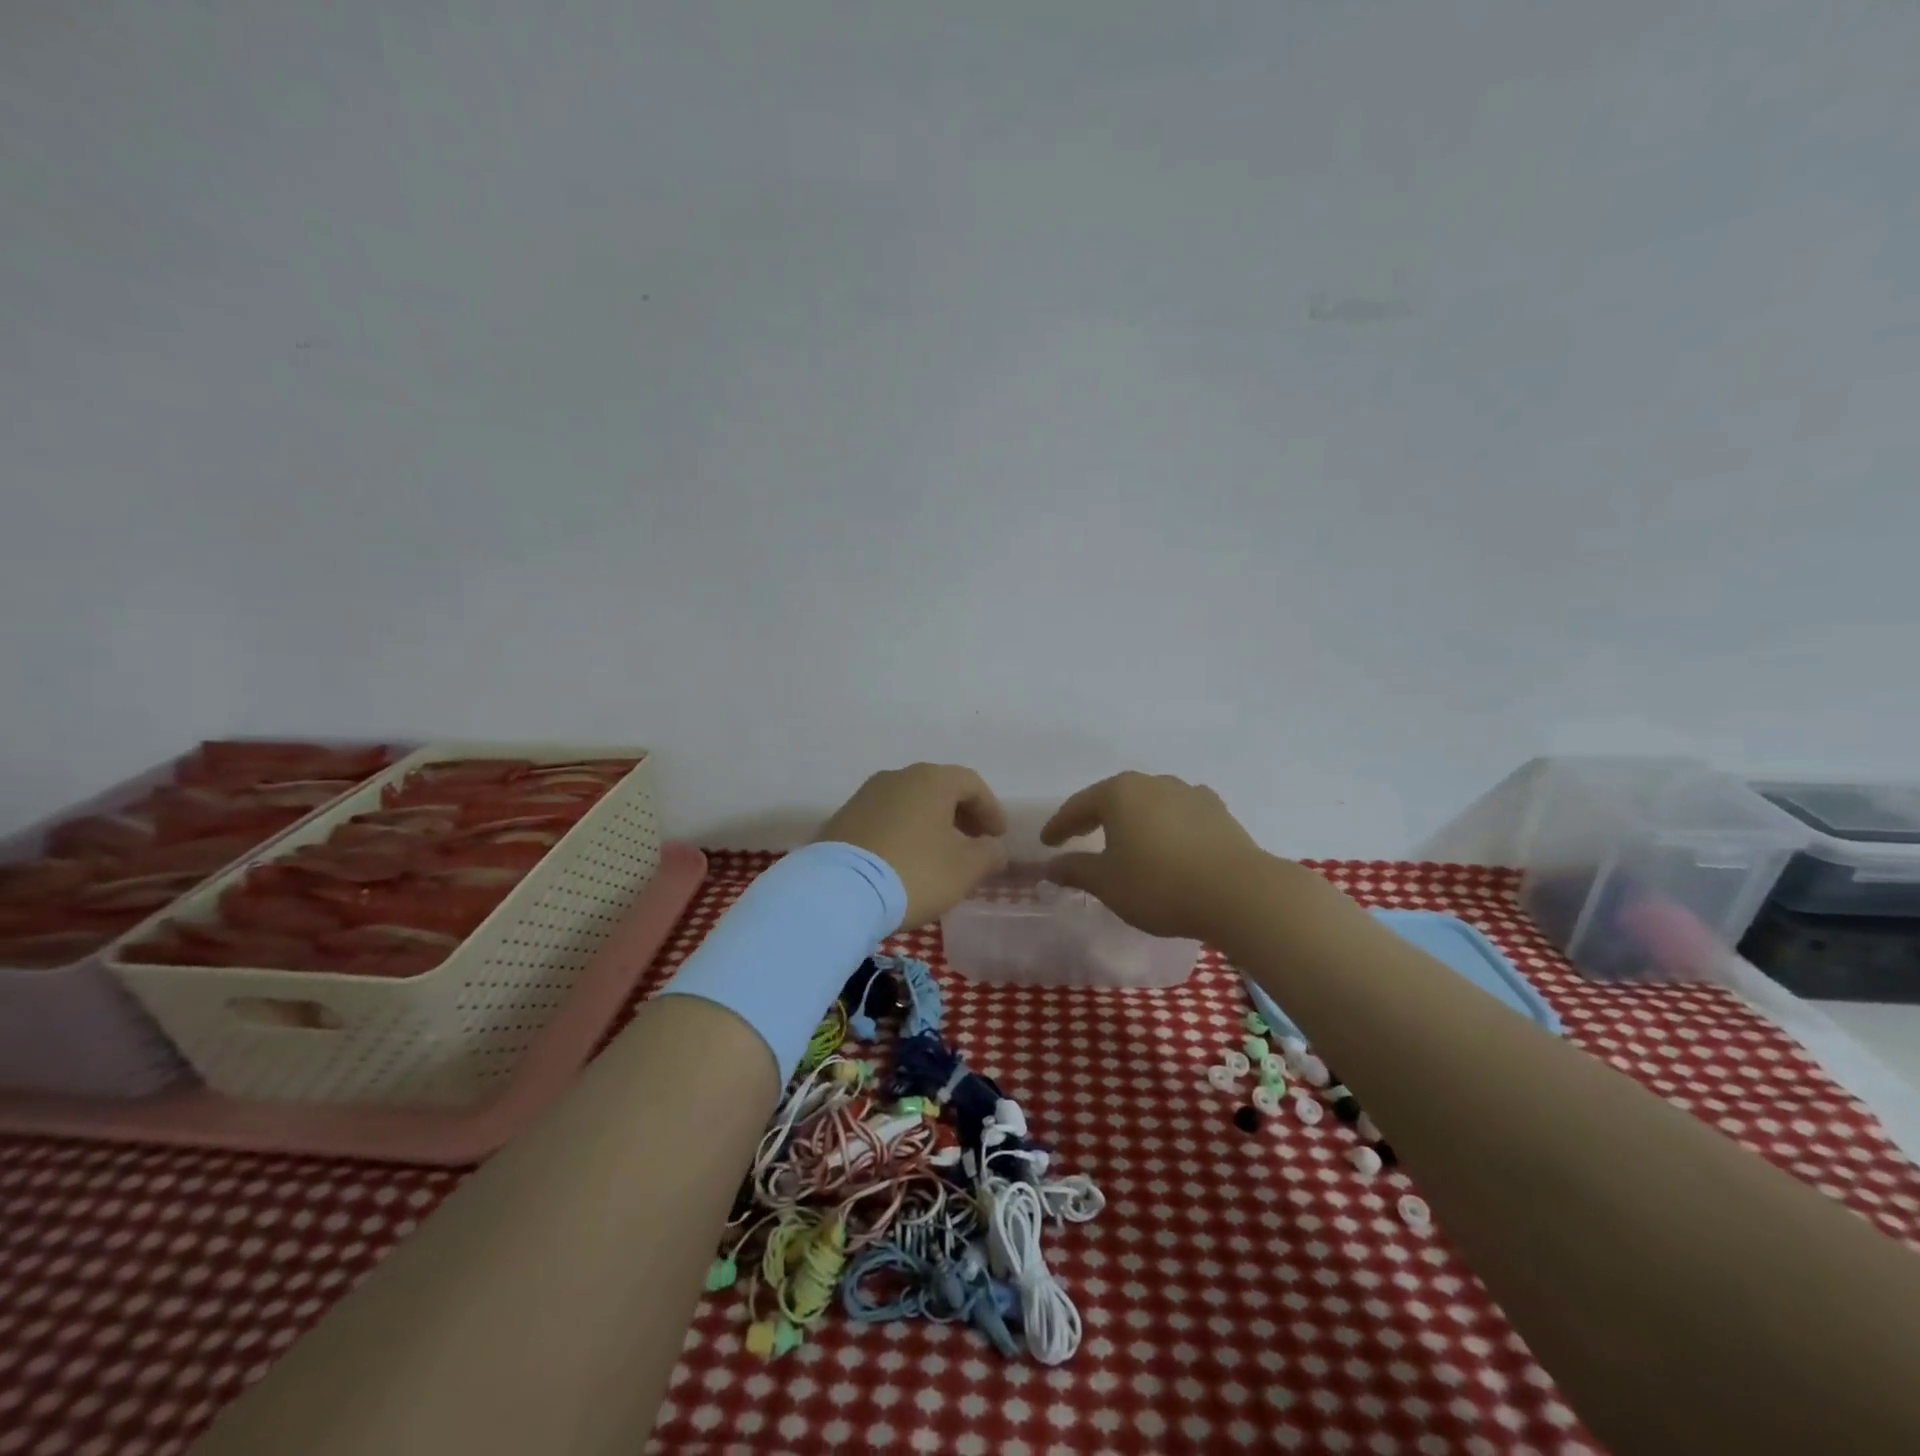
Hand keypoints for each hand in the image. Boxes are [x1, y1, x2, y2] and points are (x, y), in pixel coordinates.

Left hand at [818, 763, 1009, 927]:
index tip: (998, 837)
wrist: (838, 892)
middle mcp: (897, 777)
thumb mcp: (965, 868)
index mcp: (931, 780)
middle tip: (974, 845)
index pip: (972, 784)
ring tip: (940, 856)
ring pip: (910, 804)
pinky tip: (906, 861)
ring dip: (931, 825)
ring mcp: (865, 796)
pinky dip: (904, 834)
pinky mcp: (843, 819)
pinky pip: (885, 820)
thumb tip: (994, 847)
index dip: (991, 810)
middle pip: (939, 790)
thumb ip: (989, 853)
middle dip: (961, 817)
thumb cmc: (914, 872)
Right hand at [1040, 772, 1272, 939]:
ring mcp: (1189, 793)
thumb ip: (1075, 870)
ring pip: (1149, 803)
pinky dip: (1165, 826)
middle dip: (1094, 817)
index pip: (1078, 806)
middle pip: (1113, 798)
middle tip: (1078, 836)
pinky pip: (1179, 814)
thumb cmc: (1160, 885)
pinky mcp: (1218, 811)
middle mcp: (1153, 783)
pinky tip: (1168, 841)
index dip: (1059, 825)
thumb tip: (1051, 866)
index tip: (1047, 842)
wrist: (1239, 893)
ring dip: (1132, 820)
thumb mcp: (1107, 883)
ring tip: (1125, 841)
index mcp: (1119, 793)